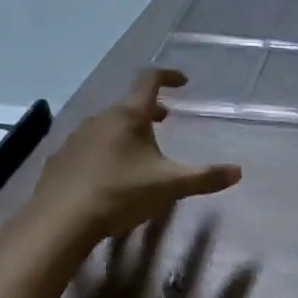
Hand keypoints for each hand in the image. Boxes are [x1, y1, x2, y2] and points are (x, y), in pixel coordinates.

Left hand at [30, 70, 241, 245]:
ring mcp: (76, 138)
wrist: (59, 222)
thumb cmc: (120, 194)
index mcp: (129, 116)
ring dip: (126, 131)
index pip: (150, 80)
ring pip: (107, 125)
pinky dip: (103, 150)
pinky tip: (108, 175)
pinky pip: (88, 146)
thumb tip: (238, 171)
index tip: (183, 82)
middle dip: (149, 110)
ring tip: (138, 151)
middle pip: (129, 105)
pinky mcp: (59, 160)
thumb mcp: (170, 186)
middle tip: (164, 120)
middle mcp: (101, 119)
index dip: (168, 76)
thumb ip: (205, 177)